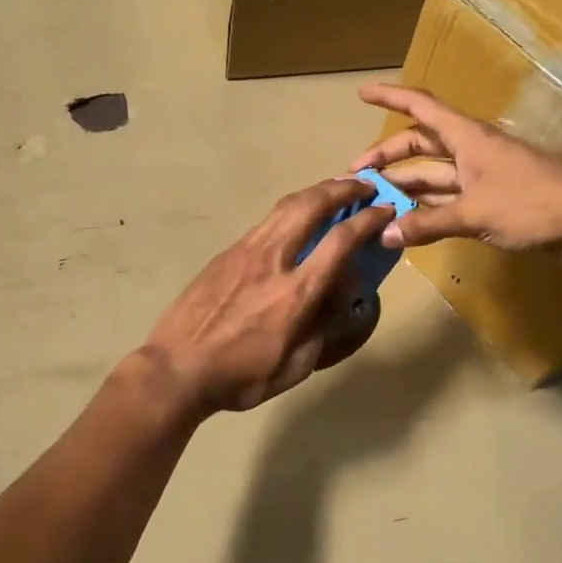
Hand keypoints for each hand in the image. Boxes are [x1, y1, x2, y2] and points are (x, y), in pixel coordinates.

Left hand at [143, 178, 394, 413]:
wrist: (176, 368)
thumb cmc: (240, 377)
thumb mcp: (294, 366)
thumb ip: (322, 327)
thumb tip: (340, 295)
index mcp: (295, 293)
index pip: (340, 241)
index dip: (368, 219)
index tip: (385, 209)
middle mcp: (273, 260)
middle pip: (311, 206)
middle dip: (343, 189)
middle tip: (364, 185)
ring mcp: (245, 251)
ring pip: (285, 206)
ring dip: (315, 192)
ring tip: (334, 189)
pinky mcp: (226, 253)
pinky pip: (266, 221)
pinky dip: (290, 209)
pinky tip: (296, 217)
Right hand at [350, 84, 561, 252]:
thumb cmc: (532, 202)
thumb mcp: (474, 213)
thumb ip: (427, 224)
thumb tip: (384, 234)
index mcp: (467, 137)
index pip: (421, 107)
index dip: (390, 97)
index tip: (361, 94)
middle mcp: (471, 149)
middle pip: (421, 144)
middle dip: (387, 156)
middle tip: (356, 175)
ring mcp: (482, 174)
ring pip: (433, 173)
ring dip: (405, 184)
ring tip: (373, 200)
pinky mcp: (492, 198)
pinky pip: (449, 195)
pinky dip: (427, 206)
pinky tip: (407, 220)